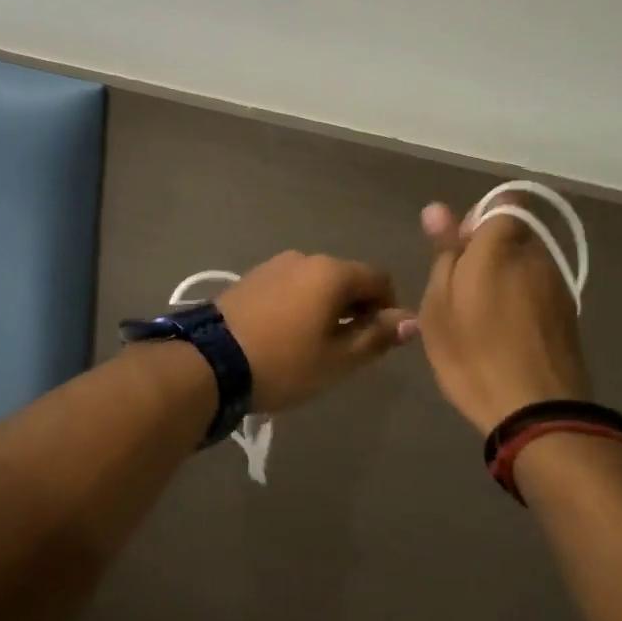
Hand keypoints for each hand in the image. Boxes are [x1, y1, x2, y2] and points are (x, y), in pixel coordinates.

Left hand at [217, 252, 415, 412]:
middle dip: (357, 308)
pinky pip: (291, 286)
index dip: (388, 308)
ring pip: (317, 283)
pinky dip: (301, 305)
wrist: (210, 362)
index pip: (379, 279)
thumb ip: (377, 337)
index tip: (379, 340)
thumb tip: (411, 320)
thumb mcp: (338, 360)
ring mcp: (275, 264)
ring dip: (327, 307)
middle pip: (347, 278)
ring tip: (314, 346)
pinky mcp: (252, 277)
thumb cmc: (284, 362)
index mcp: (332, 272)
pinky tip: (287, 335)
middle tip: (348, 349)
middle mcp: (306, 258)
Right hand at [415, 199, 591, 435]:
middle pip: (513, 235)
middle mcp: (536, 255)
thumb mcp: (440, 306)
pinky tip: (505, 334)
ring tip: (481, 317)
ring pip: (526, 264)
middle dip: (489, 251)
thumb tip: (438, 209)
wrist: (540, 415)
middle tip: (461, 289)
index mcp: (501, 246)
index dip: (479, 219)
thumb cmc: (475, 355)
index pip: (501, 205)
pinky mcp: (569, 315)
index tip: (459, 248)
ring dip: (506, 278)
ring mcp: (558, 285)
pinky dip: (522, 302)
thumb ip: (444, 253)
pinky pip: (539, 291)